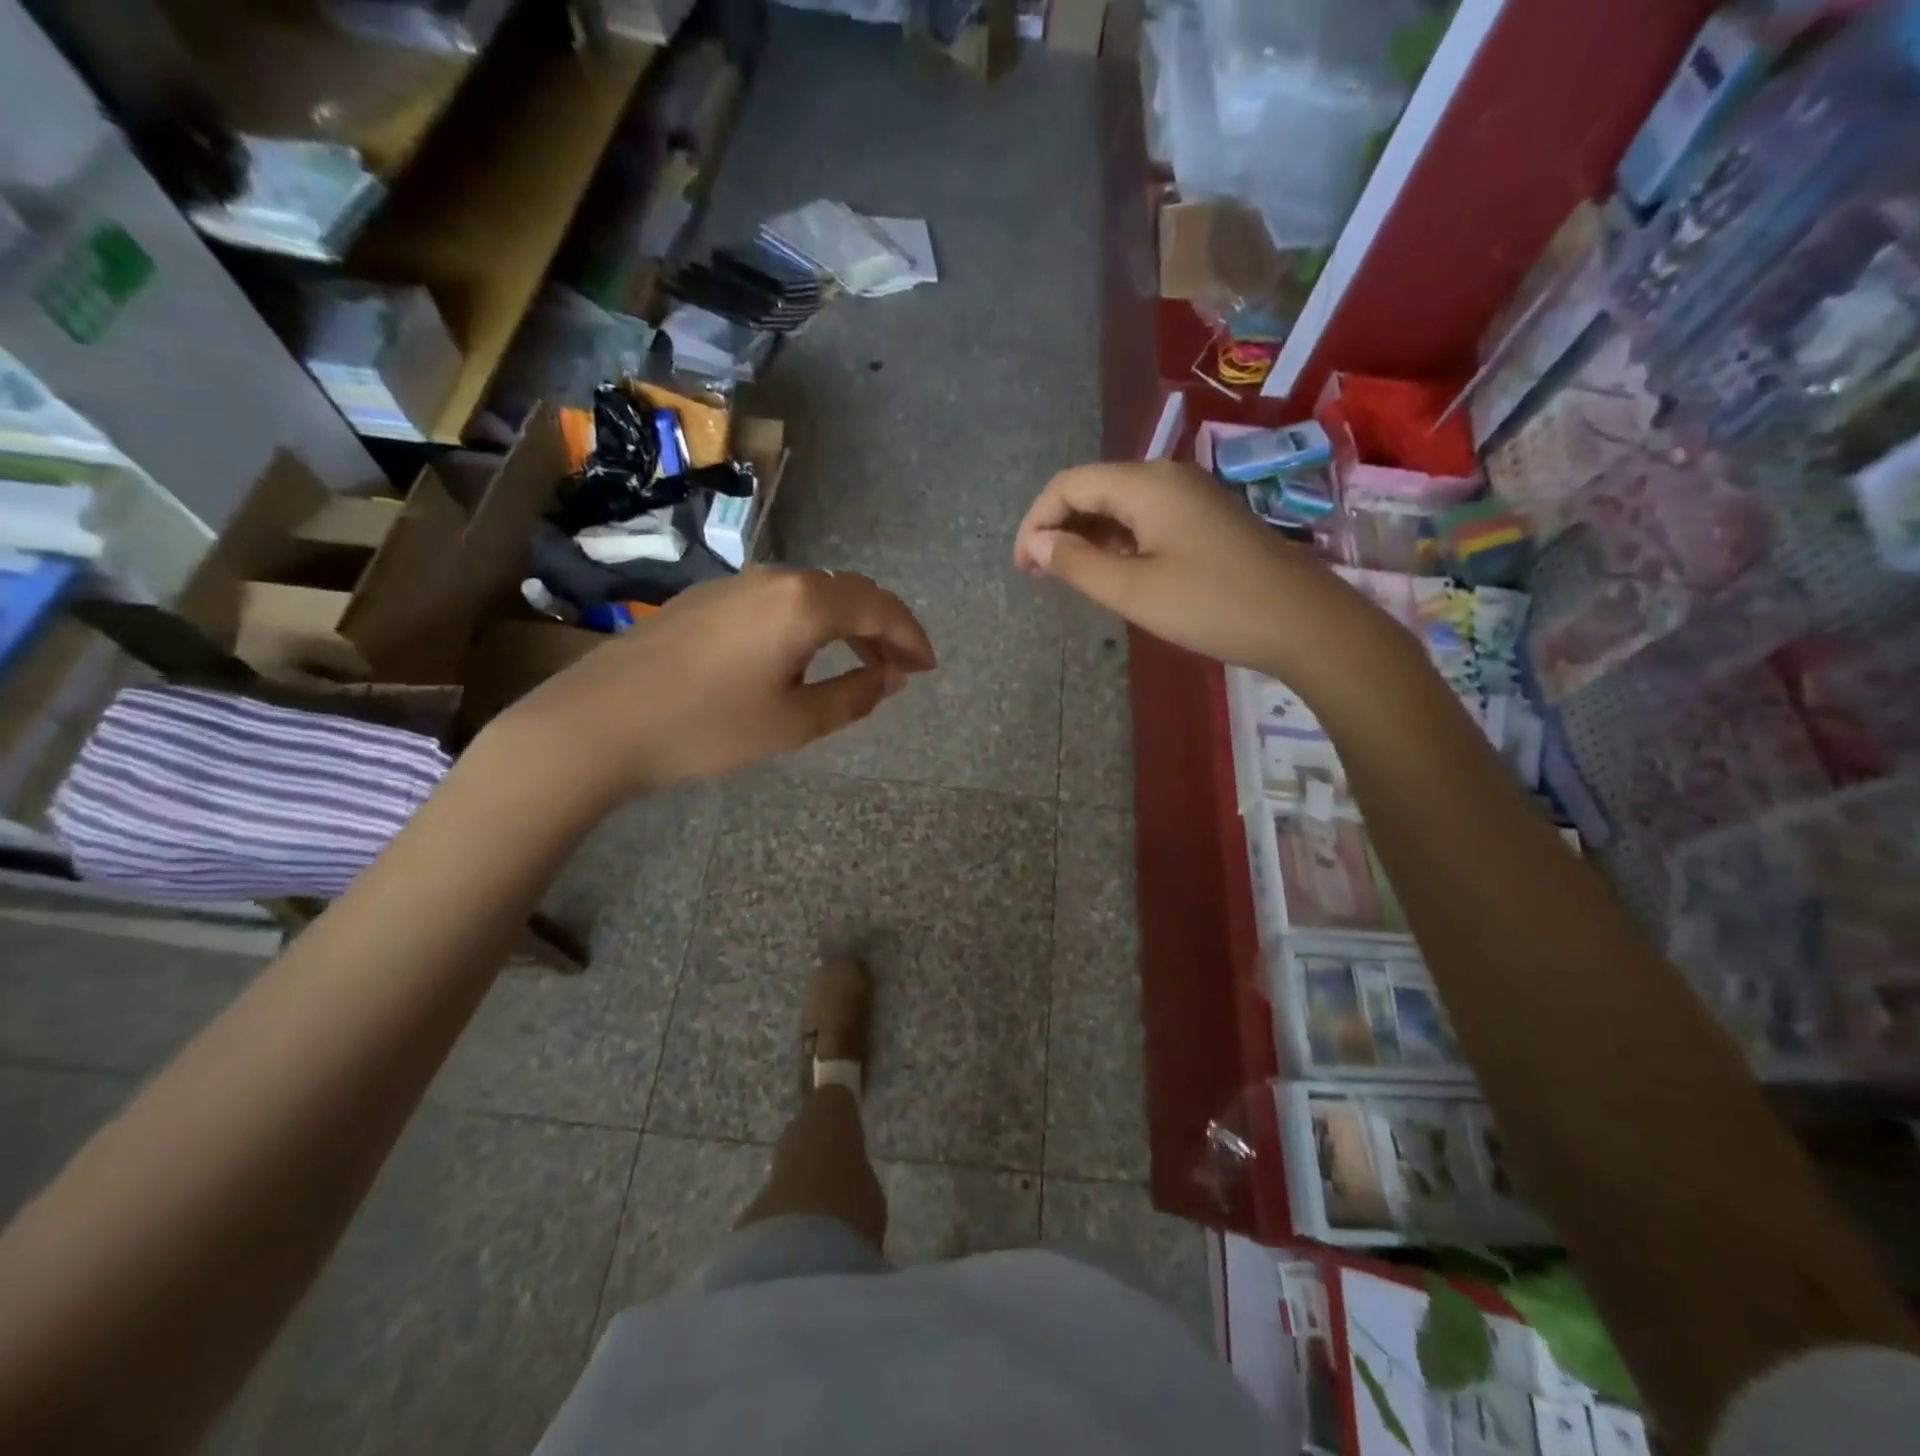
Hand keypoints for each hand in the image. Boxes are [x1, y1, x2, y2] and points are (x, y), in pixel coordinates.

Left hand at [491, 567, 934, 802]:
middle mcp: (774, 578)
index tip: (928, 667)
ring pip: (813, 594)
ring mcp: (736, 584)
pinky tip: (805, 657)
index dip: (911, 636)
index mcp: (804, 602)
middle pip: (849, 592)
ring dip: (847, 625)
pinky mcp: (708, 599)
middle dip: (884, 627)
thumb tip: (889, 678)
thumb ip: (853, 696)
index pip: (878, 607)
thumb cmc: (706, 726)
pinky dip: (811, 624)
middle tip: (902, 668)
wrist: (599, 721)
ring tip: (862, 664)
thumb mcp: (793, 722)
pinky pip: (780, 601)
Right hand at [1014, 460, 1348, 677]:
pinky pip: (1146, 520)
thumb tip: (1036, 543)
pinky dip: (1119, 542)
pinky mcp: (1206, 520)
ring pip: (1120, 506)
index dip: (1035, 522)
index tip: (1023, 568)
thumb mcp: (1133, 591)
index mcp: (1145, 484)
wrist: (1302, 622)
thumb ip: (1076, 563)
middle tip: (1040, 576)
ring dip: (1088, 537)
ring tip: (1070, 579)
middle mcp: (1166, 477)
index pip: (1069, 485)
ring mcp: (1191, 496)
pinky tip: (1114, 573)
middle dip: (1059, 528)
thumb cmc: (1211, 605)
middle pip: (1094, 489)